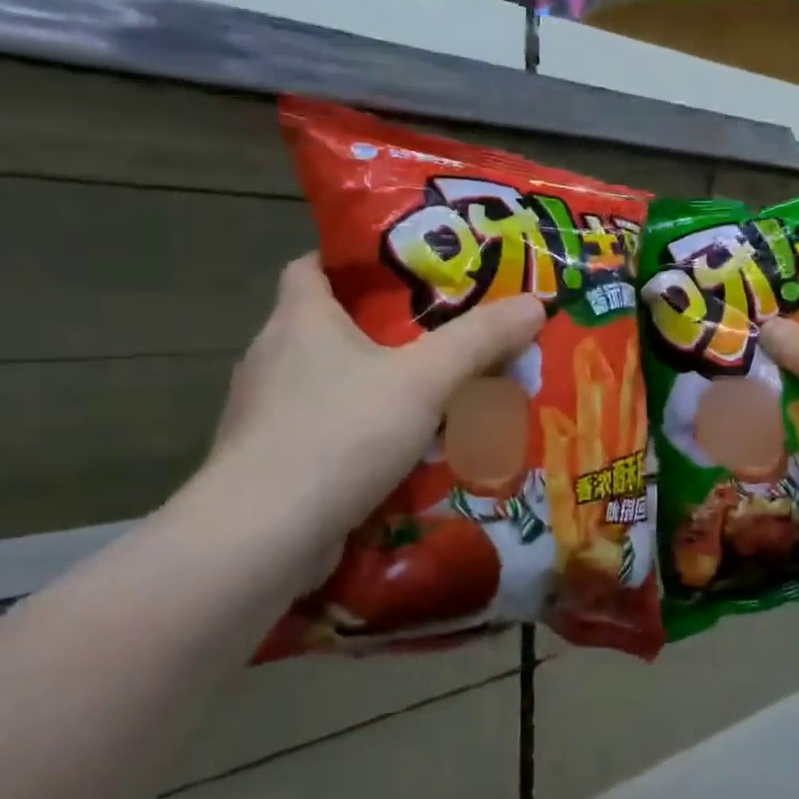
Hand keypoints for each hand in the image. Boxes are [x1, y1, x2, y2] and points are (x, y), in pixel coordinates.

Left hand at [188, 255, 544, 592]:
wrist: (262, 538)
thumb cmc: (341, 433)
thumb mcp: (424, 380)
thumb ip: (479, 340)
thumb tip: (535, 304)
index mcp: (299, 319)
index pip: (312, 265)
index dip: (353, 260)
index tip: (403, 270)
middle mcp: (273, 357)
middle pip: (328, 325)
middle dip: (381, 329)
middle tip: (438, 334)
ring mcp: (265, 413)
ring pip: (329, 383)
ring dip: (374, 386)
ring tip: (429, 395)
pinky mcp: (270, 461)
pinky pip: (325, 431)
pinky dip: (360, 433)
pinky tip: (400, 453)